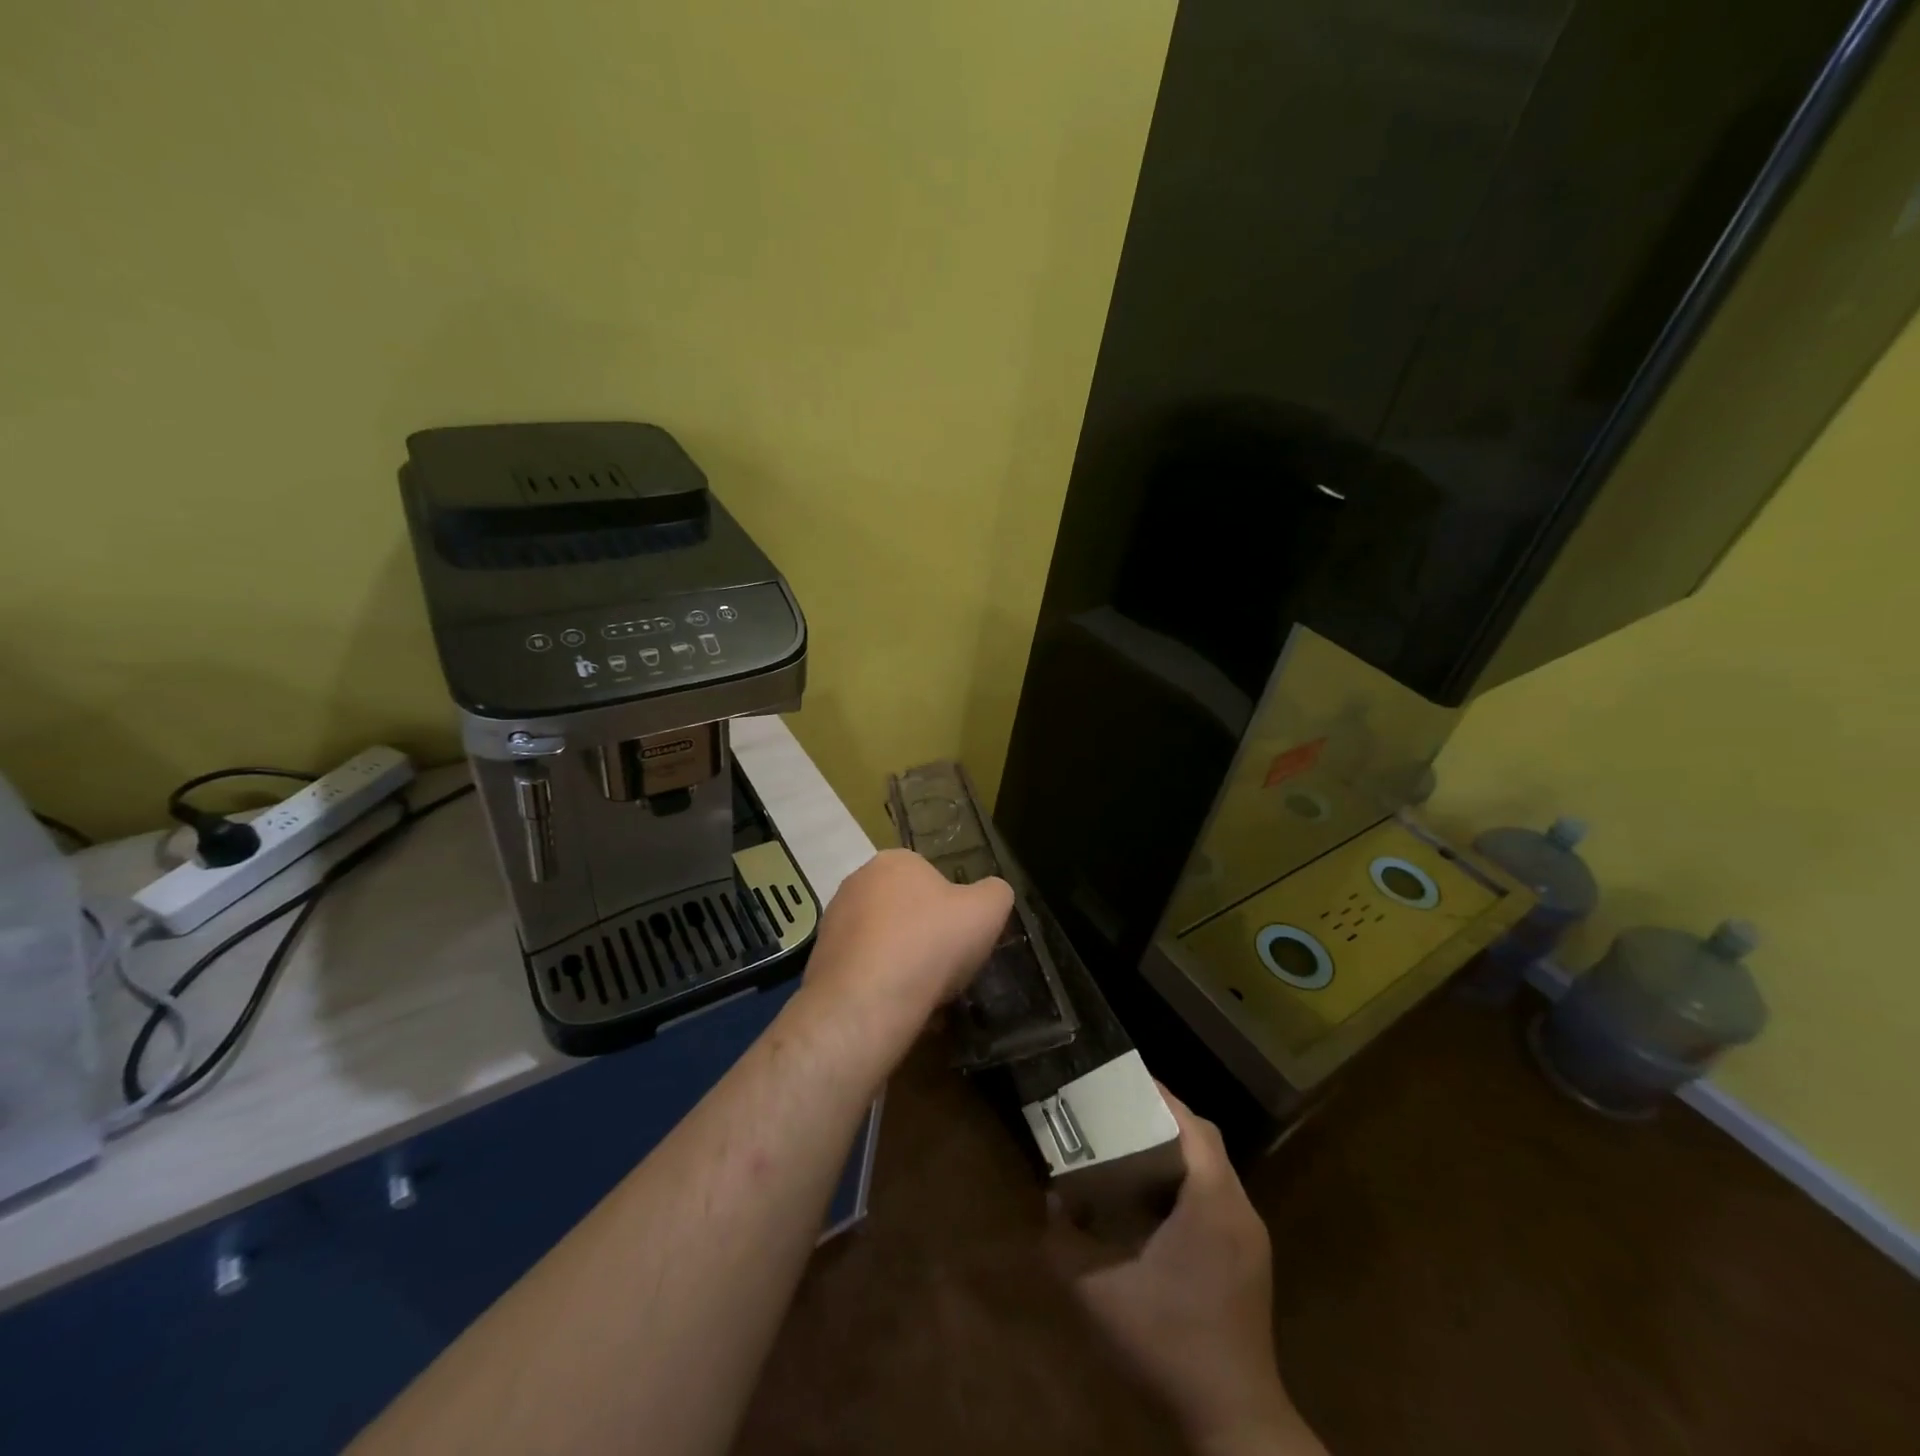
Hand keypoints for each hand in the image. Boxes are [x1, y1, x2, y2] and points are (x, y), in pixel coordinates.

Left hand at [801, 848, 1011, 1044]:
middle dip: (924, 934)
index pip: (931, 877)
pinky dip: (881, 985)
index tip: (962, 937)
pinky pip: (863, 970)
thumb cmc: (931, 943)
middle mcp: (857, 882)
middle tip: (946, 965)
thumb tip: (991, 893)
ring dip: (902, 961)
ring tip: (924, 994)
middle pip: (905, 908)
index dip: (952, 909)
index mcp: (895, 861)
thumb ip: (995, 893)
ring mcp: (834, 922)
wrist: (866, 1002)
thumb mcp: (988, 910)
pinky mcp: (820, 961)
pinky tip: (897, 1008)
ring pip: (883, 941)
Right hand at [1050, 1089, 1323, 1455]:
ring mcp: (1251, 1235)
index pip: (1192, 1125)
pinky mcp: (1252, 1258)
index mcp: (1211, 1201)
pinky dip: (1191, 1180)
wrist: (1234, 1420)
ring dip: (1179, 1149)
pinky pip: (1221, 1195)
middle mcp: (1239, 1208)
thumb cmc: (1167, 1343)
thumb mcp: (1098, 1293)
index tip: (1124, 1080)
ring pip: (1216, 1168)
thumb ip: (1064, 1241)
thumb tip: (1051, 1199)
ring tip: (1133, 1147)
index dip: (1161, 1096)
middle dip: (1166, 1118)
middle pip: (1206, 1140)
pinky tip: (1157, 1201)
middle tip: (1121, 1112)